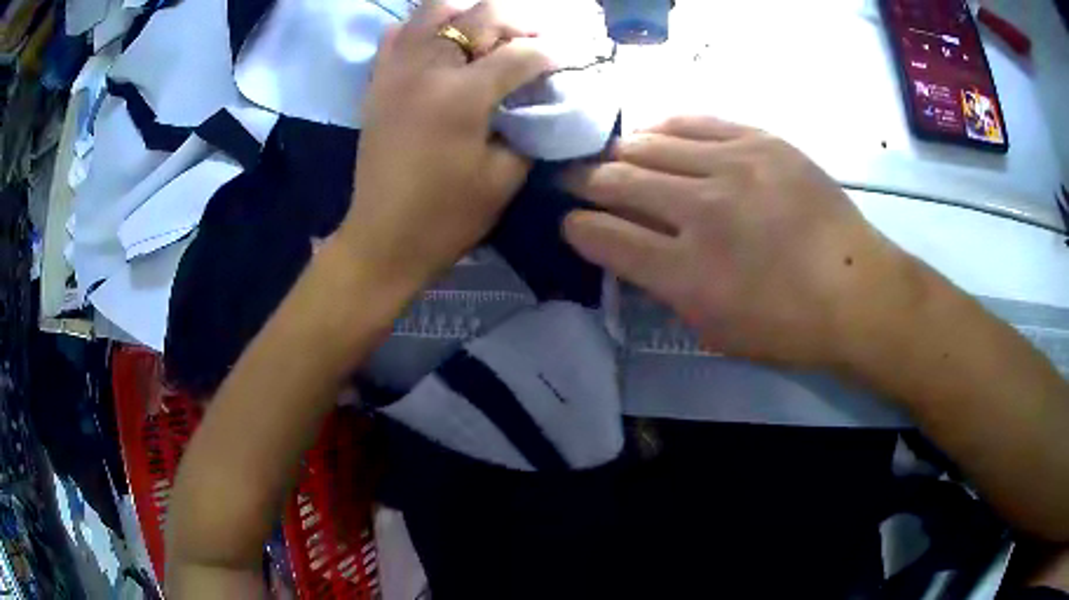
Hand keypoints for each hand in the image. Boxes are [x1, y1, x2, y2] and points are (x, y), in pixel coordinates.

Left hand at [337, 0, 551, 292]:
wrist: (383, 238)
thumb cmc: (447, 216)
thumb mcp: (504, 178)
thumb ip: (528, 128)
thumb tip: (538, 100)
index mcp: (463, 96)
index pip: (521, 54)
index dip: (552, 54)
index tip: (568, 59)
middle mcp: (428, 68)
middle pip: (481, 15)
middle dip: (518, 21)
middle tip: (534, 40)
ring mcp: (396, 70)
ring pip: (434, 9)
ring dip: (469, 14)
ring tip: (487, 34)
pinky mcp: (377, 82)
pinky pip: (398, 33)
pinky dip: (422, 27)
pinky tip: (439, 44)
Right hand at [563, 115, 915, 368]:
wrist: (857, 290)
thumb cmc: (788, 327)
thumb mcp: (714, 330)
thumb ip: (664, 288)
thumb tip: (631, 250)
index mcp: (686, 274)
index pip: (604, 236)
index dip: (576, 226)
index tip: (571, 221)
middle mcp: (701, 213)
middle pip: (617, 180)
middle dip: (584, 181)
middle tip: (576, 181)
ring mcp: (733, 168)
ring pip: (649, 144)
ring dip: (621, 152)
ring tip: (615, 157)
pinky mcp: (760, 141)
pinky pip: (694, 121)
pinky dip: (664, 128)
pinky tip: (654, 135)